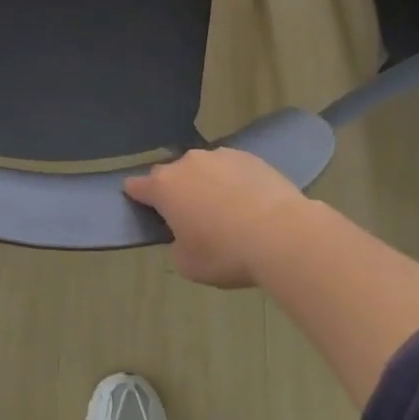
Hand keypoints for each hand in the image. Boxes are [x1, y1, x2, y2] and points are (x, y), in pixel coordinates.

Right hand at [124, 148, 310, 288]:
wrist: (281, 233)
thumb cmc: (226, 253)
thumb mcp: (188, 264)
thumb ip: (177, 244)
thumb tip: (187, 234)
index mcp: (164, 187)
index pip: (137, 186)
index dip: (136, 195)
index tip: (139, 202)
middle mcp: (187, 163)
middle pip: (172, 175)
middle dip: (176, 191)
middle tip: (191, 216)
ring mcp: (220, 156)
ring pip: (203, 169)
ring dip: (206, 184)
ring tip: (225, 211)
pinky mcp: (249, 156)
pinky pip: (231, 169)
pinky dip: (233, 182)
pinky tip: (248, 203)